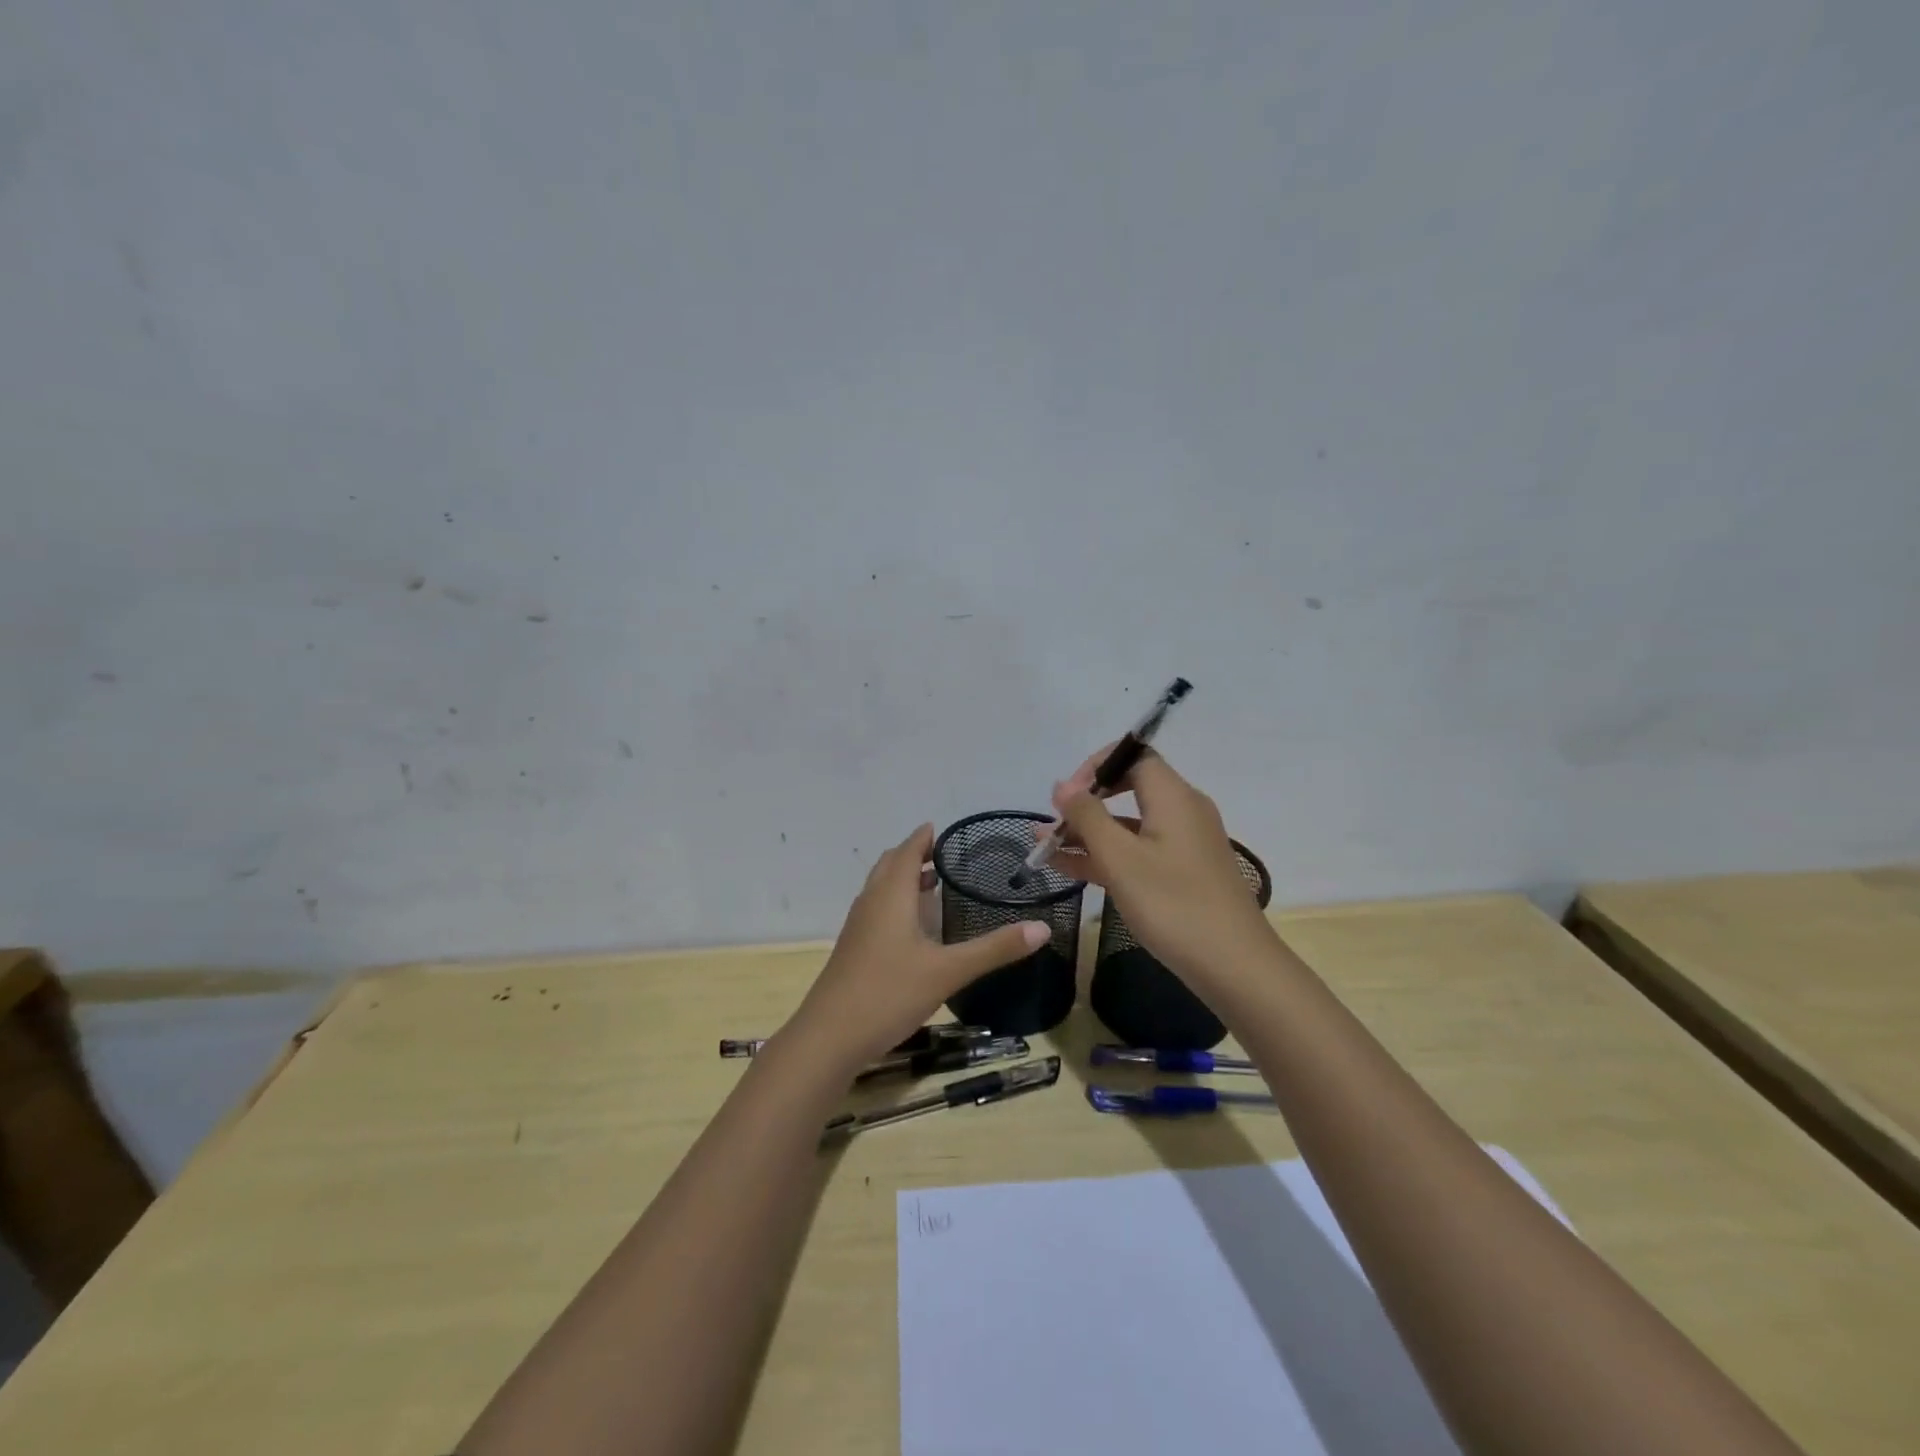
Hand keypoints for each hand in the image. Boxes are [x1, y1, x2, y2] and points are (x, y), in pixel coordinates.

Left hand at [783, 824, 1051, 1070]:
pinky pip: (877, 910)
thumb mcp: (948, 971)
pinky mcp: (854, 949)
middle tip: (946, 856)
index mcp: (890, 895)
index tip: (945, 829)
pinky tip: (915, 928)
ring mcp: (858, 927)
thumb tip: (1043, 928)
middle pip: (890, 865)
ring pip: (881, 888)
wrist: (829, 1037)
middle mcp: (871, 902)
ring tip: (934, 883)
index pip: (907, 850)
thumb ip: (994, 949)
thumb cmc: (888, 993)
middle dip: (914, 854)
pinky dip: (896, 903)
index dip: (924, 837)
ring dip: (904, 879)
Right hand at [1046, 748, 1275, 989]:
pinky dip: (1107, 856)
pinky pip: (1139, 851)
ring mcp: (1184, 844)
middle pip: (1128, 789)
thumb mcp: (1120, 859)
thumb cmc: (1174, 905)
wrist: (1236, 967)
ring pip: (1129, 826)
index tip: (1066, 796)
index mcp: (1173, 796)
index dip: (1095, 766)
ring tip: (1044, 848)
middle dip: (1085, 804)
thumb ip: (1088, 817)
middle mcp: (1182, 811)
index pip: (1133, 755)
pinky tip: (1070, 869)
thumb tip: (1063, 785)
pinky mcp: (1183, 873)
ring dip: (1088, 834)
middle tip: (1052, 826)